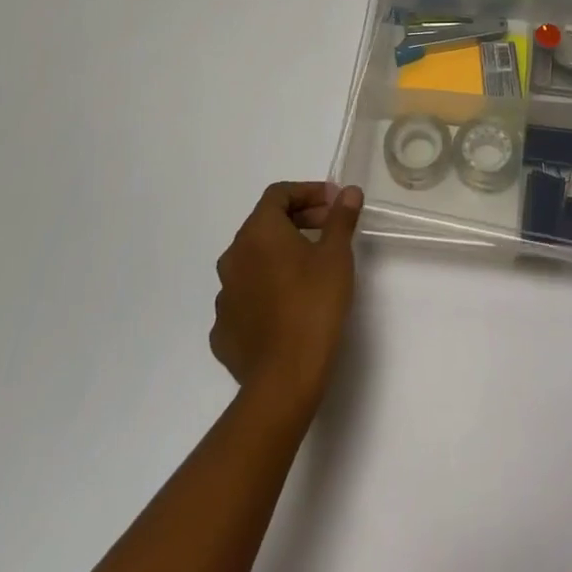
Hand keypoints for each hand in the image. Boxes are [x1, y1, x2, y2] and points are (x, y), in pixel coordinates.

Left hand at [210, 182, 363, 408]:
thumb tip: (348, 192)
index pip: (279, 194)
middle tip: (329, 230)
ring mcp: (224, 296)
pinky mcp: (223, 331)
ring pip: (253, 261)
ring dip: (280, 255)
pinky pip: (246, 297)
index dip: (308, 192)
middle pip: (265, 224)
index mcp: (257, 232)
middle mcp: (233, 257)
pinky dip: (267, 290)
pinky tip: (288, 305)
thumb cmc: (313, 304)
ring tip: (311, 268)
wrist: (284, 380)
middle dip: (298, 220)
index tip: (334, 203)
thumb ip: (341, 217)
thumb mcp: (337, 255)